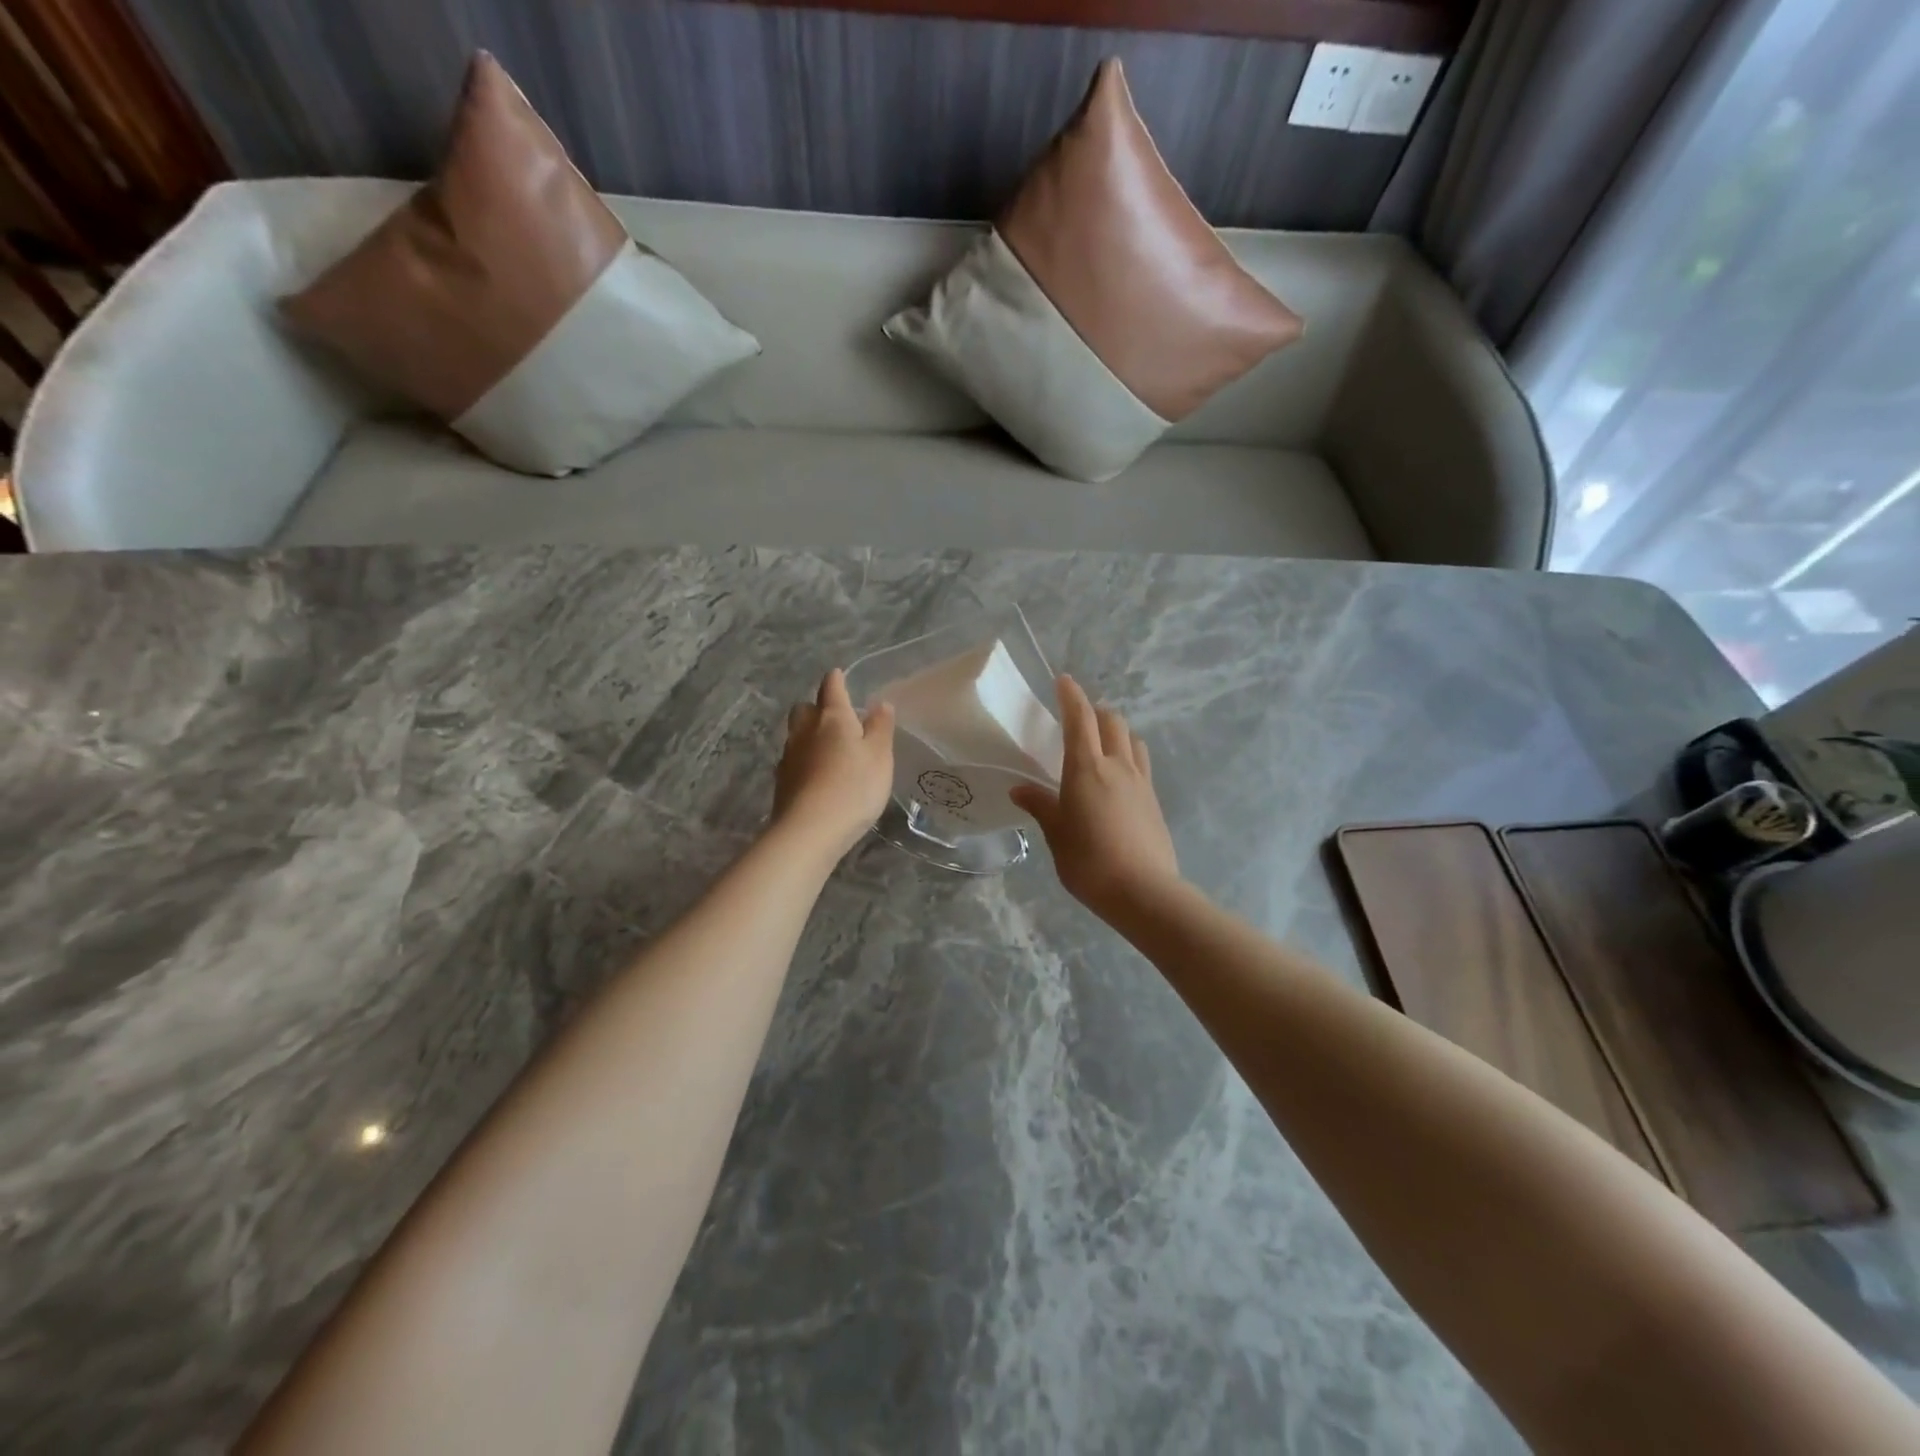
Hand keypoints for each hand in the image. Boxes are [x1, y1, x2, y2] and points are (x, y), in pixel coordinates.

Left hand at [773, 669, 896, 860]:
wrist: (810, 830)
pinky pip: (792, 761)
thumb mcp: (880, 756)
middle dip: (816, 708)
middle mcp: (805, 730)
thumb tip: (880, 704)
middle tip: (835, 719)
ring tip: (827, 750)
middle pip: (804, 709)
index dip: (836, 680)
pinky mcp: (781, 782)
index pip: (831, 688)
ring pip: (796, 735)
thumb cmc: (854, 787)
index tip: (839, 676)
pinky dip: (803, 761)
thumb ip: (880, 728)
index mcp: (832, 718)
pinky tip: (815, 776)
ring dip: (808, 736)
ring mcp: (789, 756)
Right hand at [1010, 676, 1181, 920]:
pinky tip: (1119, 780)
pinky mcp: (1155, 801)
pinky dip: (1129, 757)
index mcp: (1086, 768)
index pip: (1080, 719)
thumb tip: (1020, 789)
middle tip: (1080, 719)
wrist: (1143, 891)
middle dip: (1096, 712)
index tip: (1064, 681)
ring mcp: (1141, 782)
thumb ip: (1041, 806)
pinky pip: (1142, 764)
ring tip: (1103, 745)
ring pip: (1132, 740)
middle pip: (1113, 721)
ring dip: (1118, 733)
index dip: (1072, 696)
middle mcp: (1117, 766)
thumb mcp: (1056, 834)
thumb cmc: (1089, 861)